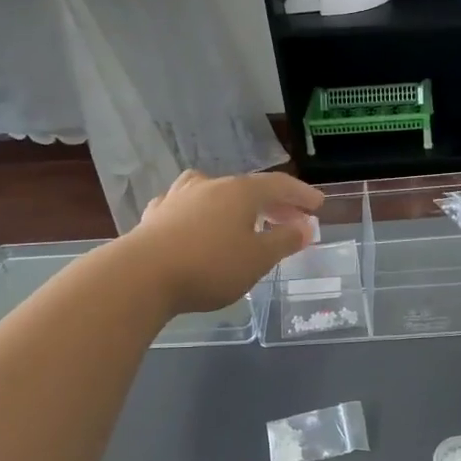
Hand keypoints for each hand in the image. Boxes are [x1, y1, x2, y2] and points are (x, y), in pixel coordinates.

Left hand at [126, 170, 323, 315]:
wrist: (142, 275)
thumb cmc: (210, 266)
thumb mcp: (257, 259)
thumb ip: (284, 241)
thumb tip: (306, 227)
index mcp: (239, 192)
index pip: (279, 185)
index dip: (301, 194)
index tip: (318, 205)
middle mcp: (210, 185)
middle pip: (248, 188)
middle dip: (273, 203)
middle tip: (291, 219)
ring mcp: (179, 197)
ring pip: (214, 192)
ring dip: (234, 204)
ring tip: (242, 218)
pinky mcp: (155, 215)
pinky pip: (186, 206)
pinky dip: (202, 213)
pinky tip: (197, 223)